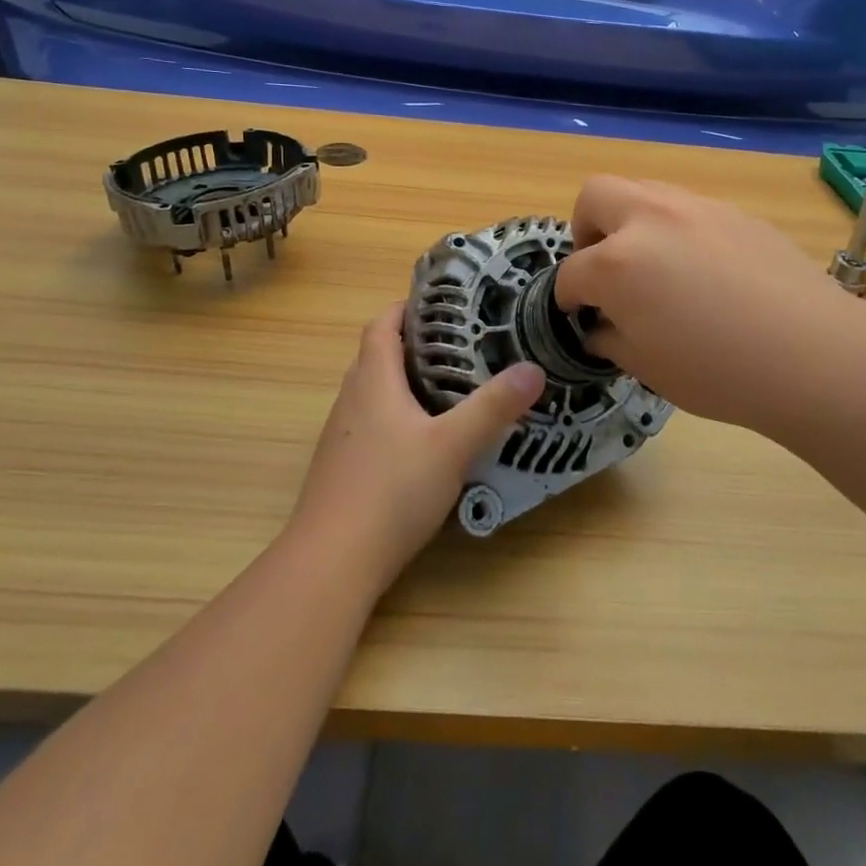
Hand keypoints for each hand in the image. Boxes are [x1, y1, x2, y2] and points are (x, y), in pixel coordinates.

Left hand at [290, 304, 545, 591]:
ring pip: (374, 392)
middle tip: (462, 345)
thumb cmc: (391, 490)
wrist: (332, 561)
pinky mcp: (342, 466)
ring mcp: (342, 435)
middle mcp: (351, 400)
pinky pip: (371, 423)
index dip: (406, 308)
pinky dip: (397, 416)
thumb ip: (493, 408)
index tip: (442, 304)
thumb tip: (533, 369)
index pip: (381, 324)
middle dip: (414, 344)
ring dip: (405, 381)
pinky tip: (425, 441)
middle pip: (378, 355)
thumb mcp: (452, 446)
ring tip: (452, 387)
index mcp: (372, 380)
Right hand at [555, 177, 865, 437]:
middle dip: (586, 228)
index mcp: (617, 263)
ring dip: (632, 221)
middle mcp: (649, 220)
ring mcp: (696, 208)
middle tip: (603, 265)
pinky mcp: (735, 213)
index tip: (577, 313)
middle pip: (595, 196)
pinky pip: (689, 208)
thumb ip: (610, 337)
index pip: (572, 272)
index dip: (568, 297)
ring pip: (645, 191)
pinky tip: (703, 268)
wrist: (812, 354)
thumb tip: (601, 324)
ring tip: (653, 263)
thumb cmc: (718, 372)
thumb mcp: (646, 366)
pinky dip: (677, 230)